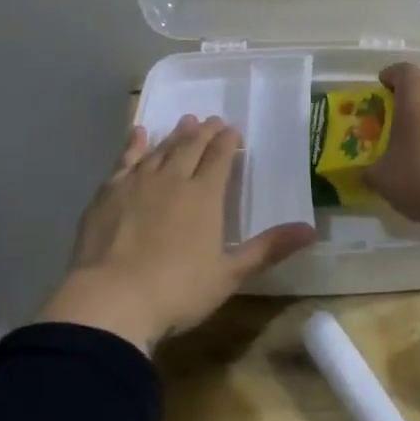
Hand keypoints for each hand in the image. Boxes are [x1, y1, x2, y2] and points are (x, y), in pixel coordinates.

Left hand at [39, 116, 315, 353]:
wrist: (111, 300)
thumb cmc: (177, 291)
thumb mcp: (230, 274)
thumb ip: (268, 248)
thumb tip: (311, 230)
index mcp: (204, 196)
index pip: (220, 158)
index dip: (228, 142)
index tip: (233, 131)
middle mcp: (173, 179)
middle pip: (191, 147)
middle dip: (204, 132)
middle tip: (212, 121)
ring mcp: (137, 183)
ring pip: (161, 149)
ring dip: (175, 135)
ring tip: (185, 122)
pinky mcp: (108, 193)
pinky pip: (125, 159)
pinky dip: (134, 144)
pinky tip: (138, 133)